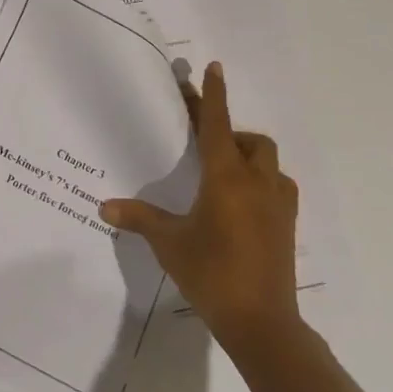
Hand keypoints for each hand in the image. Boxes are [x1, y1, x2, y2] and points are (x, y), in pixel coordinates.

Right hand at [101, 62, 302, 345]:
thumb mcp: (169, 243)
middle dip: (231, 134)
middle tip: (206, 146)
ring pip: (269, 164)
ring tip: (225, 176)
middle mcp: (257, 183)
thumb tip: (104, 206)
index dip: (213, 95)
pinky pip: (278, 188)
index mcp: (226, 178)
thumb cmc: (211, 273)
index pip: (218, 125)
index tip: (213, 67)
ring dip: (250, 158)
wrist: (262, 323)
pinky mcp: (287, 226)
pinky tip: (243, 205)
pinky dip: (262, 183)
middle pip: (252, 141)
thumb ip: (139, 218)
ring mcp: (278, 206)